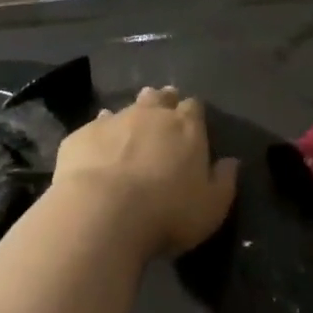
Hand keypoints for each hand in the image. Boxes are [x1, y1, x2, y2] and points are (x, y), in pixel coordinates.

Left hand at [53, 87, 238, 257]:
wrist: (102, 213)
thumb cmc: (167, 213)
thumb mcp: (211, 207)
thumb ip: (224, 181)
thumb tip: (231, 162)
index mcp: (186, 127)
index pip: (193, 107)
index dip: (192, 113)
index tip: (191, 124)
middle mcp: (150, 114)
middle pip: (159, 98)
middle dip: (162, 103)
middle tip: (161, 118)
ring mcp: (113, 121)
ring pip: (125, 108)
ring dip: (130, 117)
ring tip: (129, 133)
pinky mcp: (81, 135)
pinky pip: (94, 128)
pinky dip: (99, 136)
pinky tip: (97, 151)